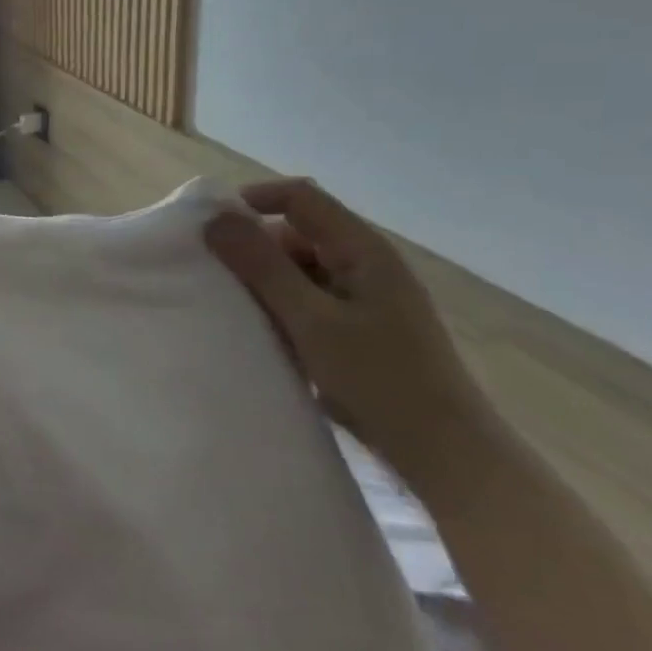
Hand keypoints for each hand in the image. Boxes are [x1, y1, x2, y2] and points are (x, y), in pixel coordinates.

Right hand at [204, 179, 481, 483]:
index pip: (300, 197)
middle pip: (296, 232)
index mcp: (362, 250)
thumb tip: (215, 219)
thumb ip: (262, 266)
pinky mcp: (358, 328)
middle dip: (252, 247)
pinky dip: (279, 306)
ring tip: (230, 306)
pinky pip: (307, 299)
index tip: (208, 227)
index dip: (252, 200)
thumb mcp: (311, 319)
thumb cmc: (379, 379)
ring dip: (263, 280)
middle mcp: (365, 264)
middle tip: (213, 275)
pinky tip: (260, 331)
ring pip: (299, 268)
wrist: (443, 453)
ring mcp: (364, 297)